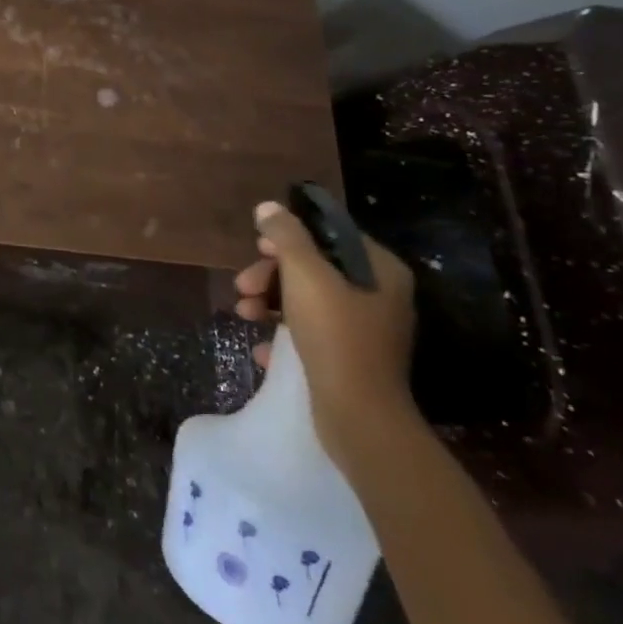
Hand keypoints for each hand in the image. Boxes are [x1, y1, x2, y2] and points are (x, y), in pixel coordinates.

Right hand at [234, 200, 418, 464]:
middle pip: (314, 268)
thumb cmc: (335, 335)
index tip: (257, 246)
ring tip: (242, 315)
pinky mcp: (351, 360)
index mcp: (380, 270)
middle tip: (243, 286)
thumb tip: (269, 207)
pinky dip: (283, 335)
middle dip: (270, 275)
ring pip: (308, 301)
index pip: (331, 235)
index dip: (290, 235)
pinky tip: (261, 349)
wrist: (358, 416)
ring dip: (269, 302)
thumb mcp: (305, 275)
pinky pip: (311, 333)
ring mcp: (366, 330)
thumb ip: (286, 236)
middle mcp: (379, 296)